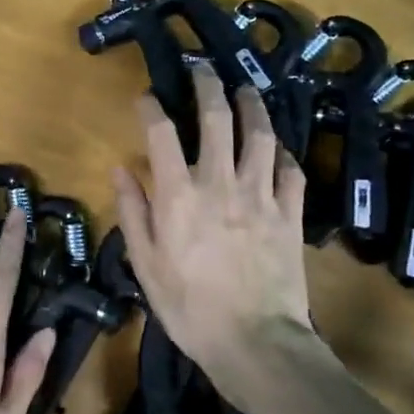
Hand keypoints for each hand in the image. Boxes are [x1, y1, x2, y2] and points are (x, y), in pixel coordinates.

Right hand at [112, 62, 314, 383]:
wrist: (255, 344)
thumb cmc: (189, 307)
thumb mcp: (145, 265)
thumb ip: (133, 212)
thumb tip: (121, 169)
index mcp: (178, 195)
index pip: (162, 133)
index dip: (152, 107)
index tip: (146, 96)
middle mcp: (220, 182)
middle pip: (217, 118)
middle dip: (208, 85)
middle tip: (203, 69)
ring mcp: (261, 195)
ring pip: (261, 135)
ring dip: (253, 106)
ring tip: (247, 90)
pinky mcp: (291, 214)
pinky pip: (291, 171)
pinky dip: (283, 154)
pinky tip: (278, 149)